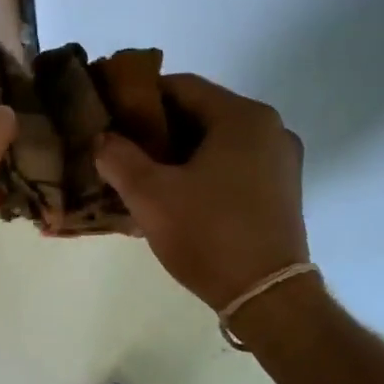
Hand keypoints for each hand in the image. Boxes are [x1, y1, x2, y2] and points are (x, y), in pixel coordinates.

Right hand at [94, 73, 308, 311]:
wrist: (267, 297)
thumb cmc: (208, 233)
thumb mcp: (149, 193)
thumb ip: (117, 156)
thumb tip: (102, 138)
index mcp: (242, 117)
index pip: (180, 86)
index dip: (139, 97)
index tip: (110, 116)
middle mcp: (269, 129)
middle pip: (199, 112)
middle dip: (156, 128)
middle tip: (119, 147)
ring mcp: (280, 160)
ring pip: (215, 140)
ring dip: (177, 152)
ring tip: (140, 173)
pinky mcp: (281, 189)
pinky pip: (232, 163)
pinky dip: (201, 170)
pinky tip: (174, 194)